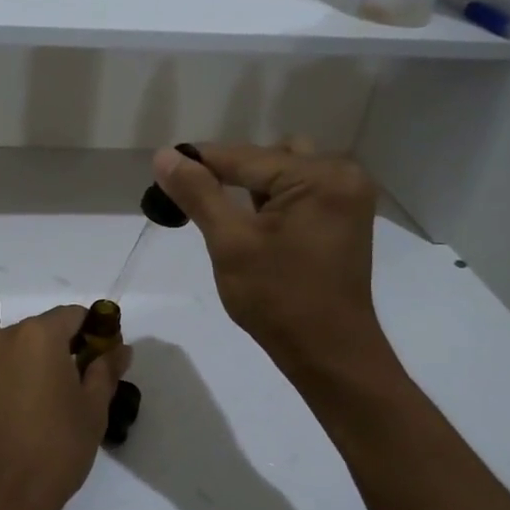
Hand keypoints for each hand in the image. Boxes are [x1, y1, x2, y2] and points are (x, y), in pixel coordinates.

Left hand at [0, 306, 130, 509]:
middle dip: (65, 350)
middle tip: (85, 386)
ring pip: (19, 352)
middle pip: (43, 331)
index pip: (73, 315)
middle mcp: (0, 337)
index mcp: (36, 334)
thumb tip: (119, 348)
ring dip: (39, 367)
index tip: (106, 359)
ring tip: (57, 405)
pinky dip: (17, 381)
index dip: (95, 332)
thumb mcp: (92, 411)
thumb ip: (106, 371)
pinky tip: (31, 413)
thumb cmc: (52, 451)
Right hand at [151, 143, 398, 389]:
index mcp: (319, 175)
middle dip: (229, 174)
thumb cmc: (278, 299)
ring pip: (284, 173)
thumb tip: (164, 156)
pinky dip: (272, 202)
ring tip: (223, 216)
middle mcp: (341, 174)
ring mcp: (348, 197)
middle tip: (195, 201)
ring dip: (251, 187)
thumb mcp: (230, 243)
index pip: (244, 156)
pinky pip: (300, 193)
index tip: (161, 169)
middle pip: (268, 157)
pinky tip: (252, 226)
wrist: (329, 353)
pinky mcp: (344, 218)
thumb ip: (198, 194)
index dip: (199, 162)